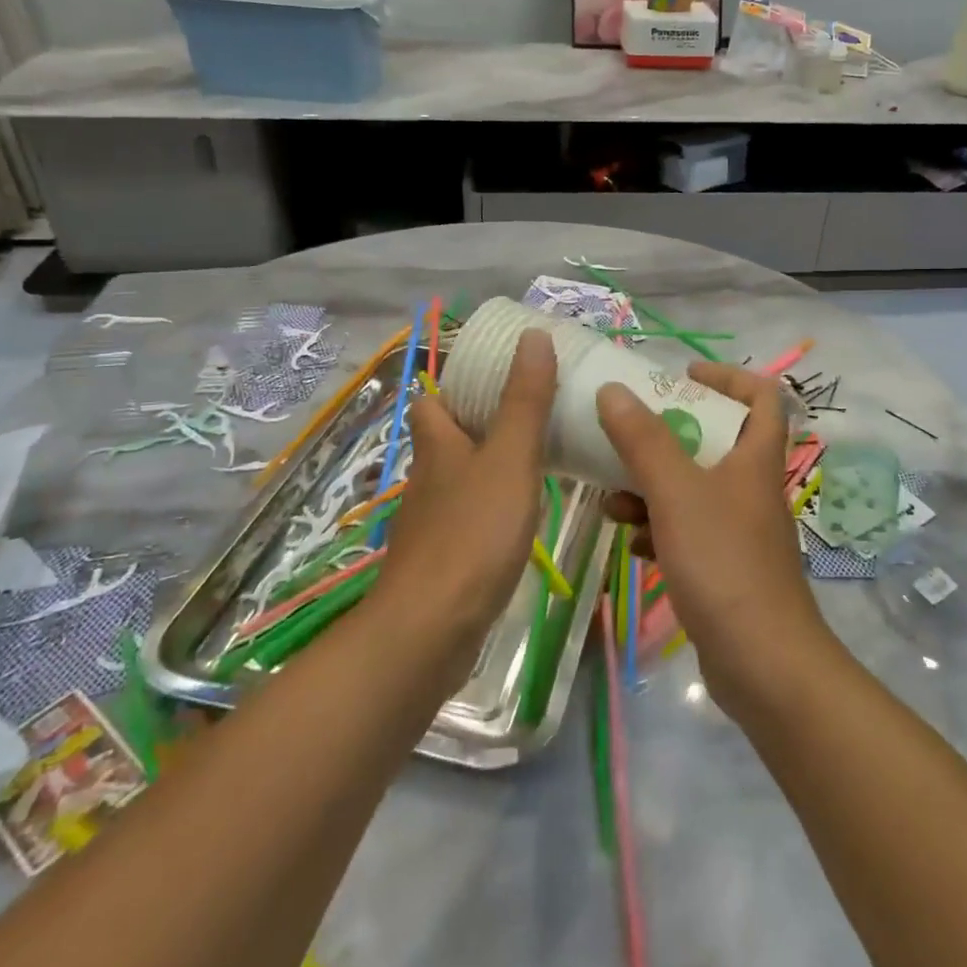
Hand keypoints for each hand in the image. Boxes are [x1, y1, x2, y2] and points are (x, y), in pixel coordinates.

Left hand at [375, 330, 556, 670]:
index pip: (431, 401)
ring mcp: (431, 522)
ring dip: (489, 466)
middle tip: (532, 413)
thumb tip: (534, 336)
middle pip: (446, 439)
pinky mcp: (442, 560)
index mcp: (437, 445)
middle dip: (480, 423)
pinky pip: (469, 517)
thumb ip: (525, 400)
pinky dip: (492, 507)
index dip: (453, 385)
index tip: (495, 376)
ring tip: (538, 457)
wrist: (431, 630)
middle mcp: (428, 478)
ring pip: (459, 479)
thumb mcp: (509, 458)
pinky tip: (521, 516)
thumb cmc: (472, 533)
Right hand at [595, 362, 827, 704]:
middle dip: (668, 435)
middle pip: (715, 440)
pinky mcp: (724, 566)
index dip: (727, 376)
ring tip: (613, 499)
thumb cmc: (724, 562)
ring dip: (653, 487)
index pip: (761, 396)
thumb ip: (644, 440)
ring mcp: (739, 529)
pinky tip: (631, 543)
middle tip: (628, 433)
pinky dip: (659, 529)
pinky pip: (687, 531)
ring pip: (693, 489)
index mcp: (755, 458)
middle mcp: (751, 487)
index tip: (682, 376)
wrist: (763, 664)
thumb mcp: (677, 493)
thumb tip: (613, 390)